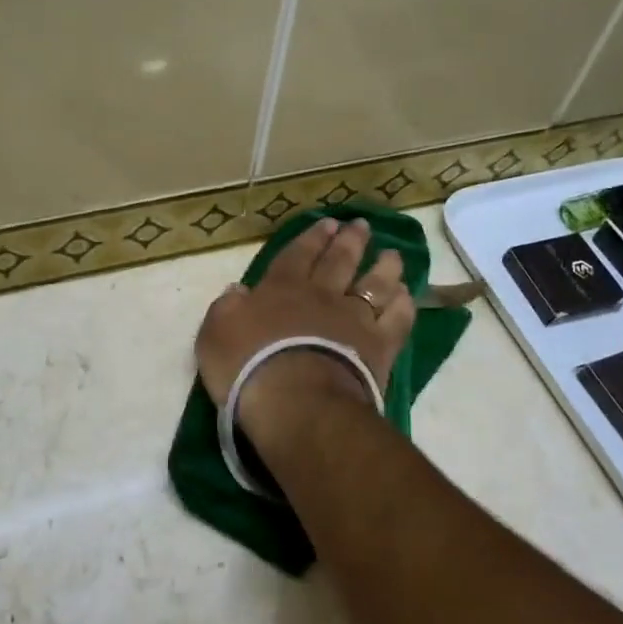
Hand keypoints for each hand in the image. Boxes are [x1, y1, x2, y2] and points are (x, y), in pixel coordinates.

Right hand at [196, 216, 416, 428]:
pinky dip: (403, 305)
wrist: (296, 400)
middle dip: (350, 241)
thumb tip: (238, 290)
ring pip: (375, 284)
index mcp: (281, 289)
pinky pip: (397, 319)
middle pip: (339, 261)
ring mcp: (354, 319)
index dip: (312, 238)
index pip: (297, 255)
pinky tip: (406, 296)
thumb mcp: (216, 333)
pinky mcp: (380, 346)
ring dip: (384, 266)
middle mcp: (322, 296)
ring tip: (392, 254)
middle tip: (361, 226)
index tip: (328, 224)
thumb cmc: (248, 366)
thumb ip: (227, 308)